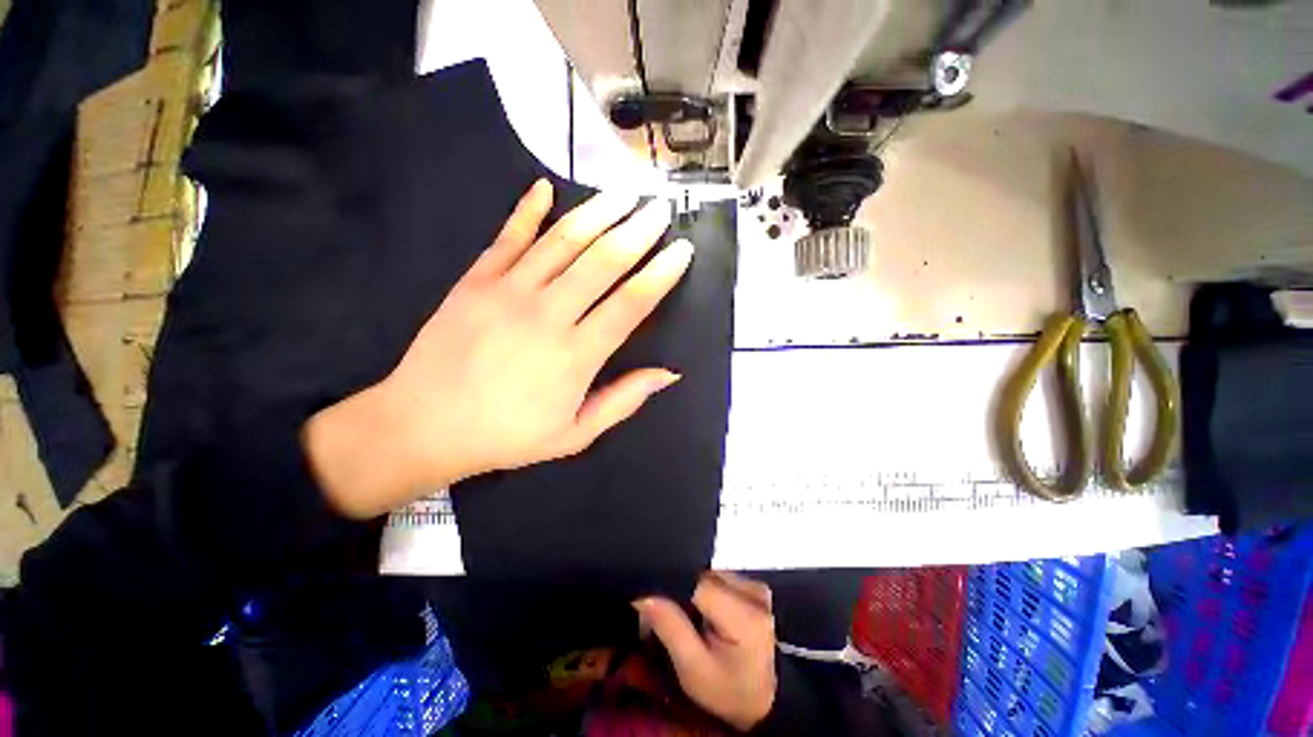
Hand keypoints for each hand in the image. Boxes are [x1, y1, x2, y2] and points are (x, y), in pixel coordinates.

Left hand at [305, 180, 691, 517]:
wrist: (423, 426)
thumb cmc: (507, 435)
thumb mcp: (575, 434)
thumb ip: (623, 400)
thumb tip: (669, 373)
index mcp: (576, 356)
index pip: (630, 304)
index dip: (660, 274)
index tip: (682, 249)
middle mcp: (547, 314)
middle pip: (602, 262)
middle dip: (637, 231)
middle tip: (660, 208)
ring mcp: (508, 291)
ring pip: (562, 241)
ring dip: (597, 212)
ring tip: (623, 193)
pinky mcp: (476, 280)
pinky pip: (507, 236)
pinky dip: (526, 209)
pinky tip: (544, 187)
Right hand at [637, 572, 776, 731]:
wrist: (762, 701)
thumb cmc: (727, 690)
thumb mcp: (693, 669)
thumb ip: (669, 626)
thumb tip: (644, 594)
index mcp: (745, 615)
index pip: (698, 583)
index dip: (673, 588)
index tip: (655, 603)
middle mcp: (754, 593)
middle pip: (703, 576)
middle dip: (683, 592)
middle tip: (672, 617)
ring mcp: (756, 587)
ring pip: (709, 575)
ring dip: (694, 591)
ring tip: (689, 617)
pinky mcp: (754, 587)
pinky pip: (719, 578)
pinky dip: (706, 592)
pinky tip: (703, 612)